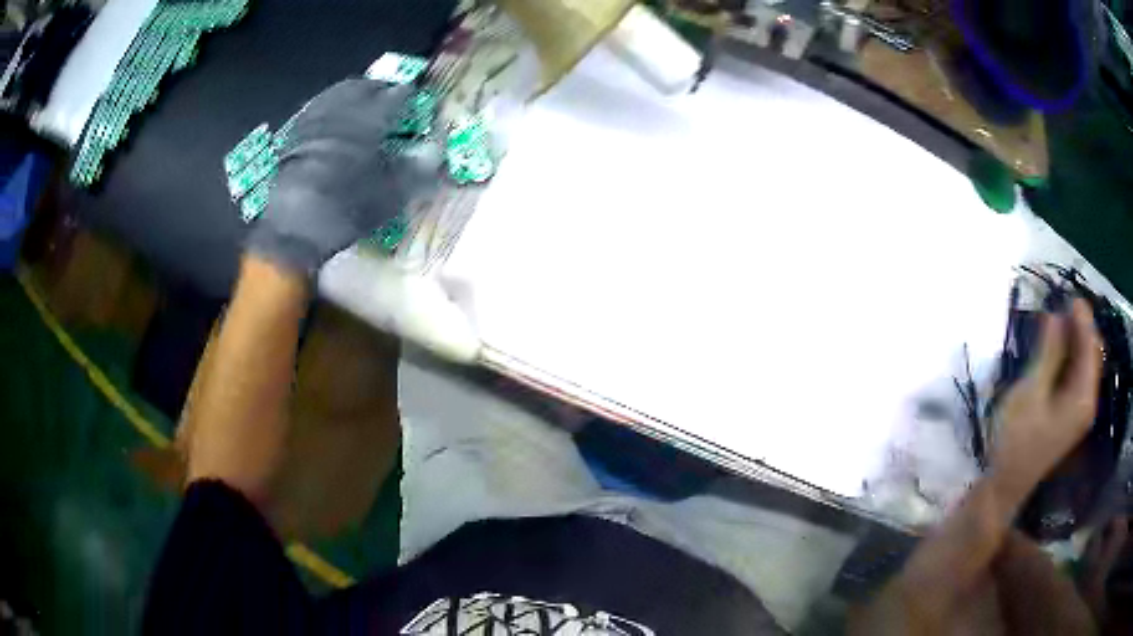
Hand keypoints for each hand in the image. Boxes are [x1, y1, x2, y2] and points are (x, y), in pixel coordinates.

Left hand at [247, 79, 440, 275]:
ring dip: (353, 93)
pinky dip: (329, 106)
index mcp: (368, 119)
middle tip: (390, 95)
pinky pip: (316, 108)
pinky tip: (332, 119)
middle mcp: (341, 110)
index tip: (417, 97)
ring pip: (336, 93)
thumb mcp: (388, 196)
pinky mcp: (293, 135)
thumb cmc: (345, 210)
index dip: (408, 94)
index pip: (395, 95)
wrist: (291, 229)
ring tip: (362, 102)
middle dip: (379, 88)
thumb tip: (434, 153)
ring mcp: (314, 120)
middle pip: (363, 87)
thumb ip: (415, 171)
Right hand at [992, 298, 1102, 501]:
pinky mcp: (1072, 415)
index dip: (1082, 318)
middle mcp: (1088, 402)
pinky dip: (1071, 358)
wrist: (1006, 485)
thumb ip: (1048, 353)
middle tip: (1060, 307)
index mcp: (1083, 398)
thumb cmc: (1017, 440)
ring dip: (1075, 341)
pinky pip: (1079, 376)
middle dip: (1080, 328)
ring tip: (1057, 324)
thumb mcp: (1031, 392)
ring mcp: (1081, 411)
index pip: (1090, 347)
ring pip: (1085, 364)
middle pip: (1092, 354)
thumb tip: (1056, 315)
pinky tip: (1057, 351)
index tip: (1068, 295)